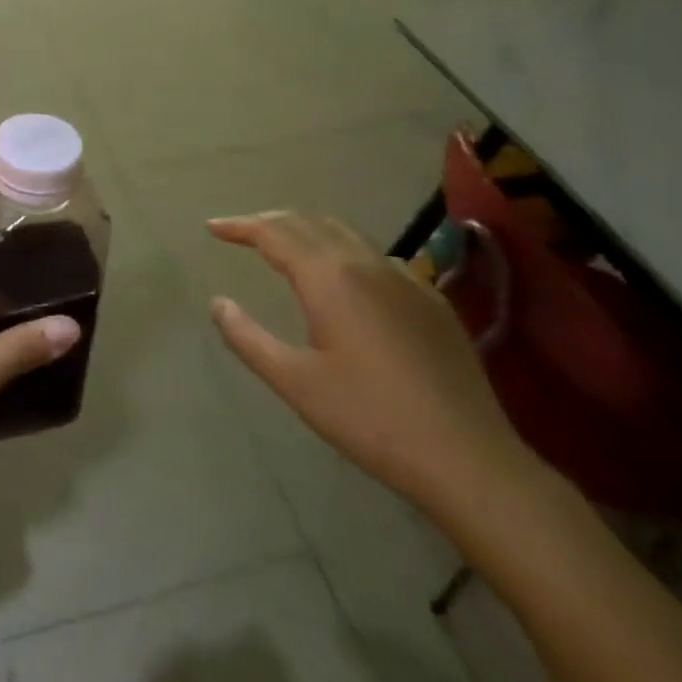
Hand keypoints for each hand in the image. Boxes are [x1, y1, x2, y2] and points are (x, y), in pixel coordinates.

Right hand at [207, 211, 532, 522]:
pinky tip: (344, 280)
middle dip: (270, 221)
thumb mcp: (296, 383)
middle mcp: (366, 264)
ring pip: (345, 233)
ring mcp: (405, 279)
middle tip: (242, 233)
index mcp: (329, 278)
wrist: (469, 459)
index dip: (239, 226)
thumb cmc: (371, 419)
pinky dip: (344, 251)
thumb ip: (248, 337)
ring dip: (307, 231)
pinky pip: (376, 256)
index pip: (274, 232)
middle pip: (309, 222)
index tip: (212, 228)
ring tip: (285, 247)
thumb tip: (218, 303)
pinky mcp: (431, 301)